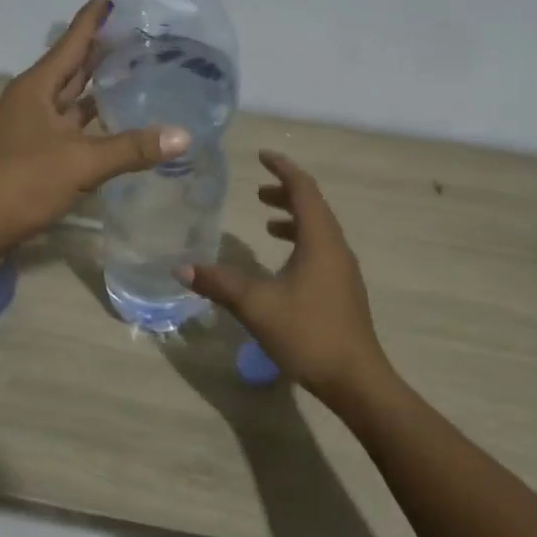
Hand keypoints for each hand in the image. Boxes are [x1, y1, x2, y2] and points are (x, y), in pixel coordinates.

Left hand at [0, 0, 189, 269]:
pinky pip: (71, 128)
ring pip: (73, 99)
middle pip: (74, 66)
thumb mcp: (79, 164)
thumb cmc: (18, 185)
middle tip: (141, 32)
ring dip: (99, 86)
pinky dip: (94, 122)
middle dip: (103, 49)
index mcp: (38, 87)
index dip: (94, 17)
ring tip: (136, 71)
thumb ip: (131, 148)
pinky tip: (117, 124)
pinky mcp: (35, 155)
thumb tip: (184, 135)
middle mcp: (34, 101)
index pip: (73, 41)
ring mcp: (32, 129)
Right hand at [178, 151, 393, 406]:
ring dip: (294, 218)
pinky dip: (301, 242)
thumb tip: (180, 266)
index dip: (283, 169)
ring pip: (319, 230)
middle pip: (314, 207)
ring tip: (267, 222)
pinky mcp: (343, 290)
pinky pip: (321, 250)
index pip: (303, 189)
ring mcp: (343, 271)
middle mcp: (336, 248)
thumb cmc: (308, 333)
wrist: (356, 380)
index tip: (262, 156)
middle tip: (258, 191)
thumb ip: (219, 283)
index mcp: (320, 241)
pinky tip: (282, 264)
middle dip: (286, 193)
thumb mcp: (256, 306)